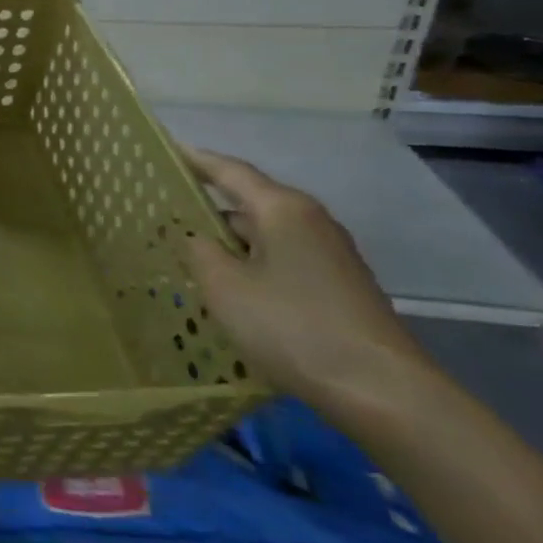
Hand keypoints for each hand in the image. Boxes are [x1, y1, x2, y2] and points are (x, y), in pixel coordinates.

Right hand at [182, 146, 433, 412]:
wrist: (381, 391)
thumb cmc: (292, 326)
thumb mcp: (224, 286)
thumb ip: (198, 251)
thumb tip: (192, 235)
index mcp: (283, 209)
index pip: (230, 171)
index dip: (195, 160)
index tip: (164, 151)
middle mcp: (310, 222)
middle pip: (248, 202)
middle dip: (207, 207)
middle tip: (161, 212)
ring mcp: (328, 255)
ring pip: (263, 235)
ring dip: (227, 241)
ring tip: (184, 251)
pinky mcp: (335, 286)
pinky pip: (278, 260)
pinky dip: (249, 264)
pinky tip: (226, 286)